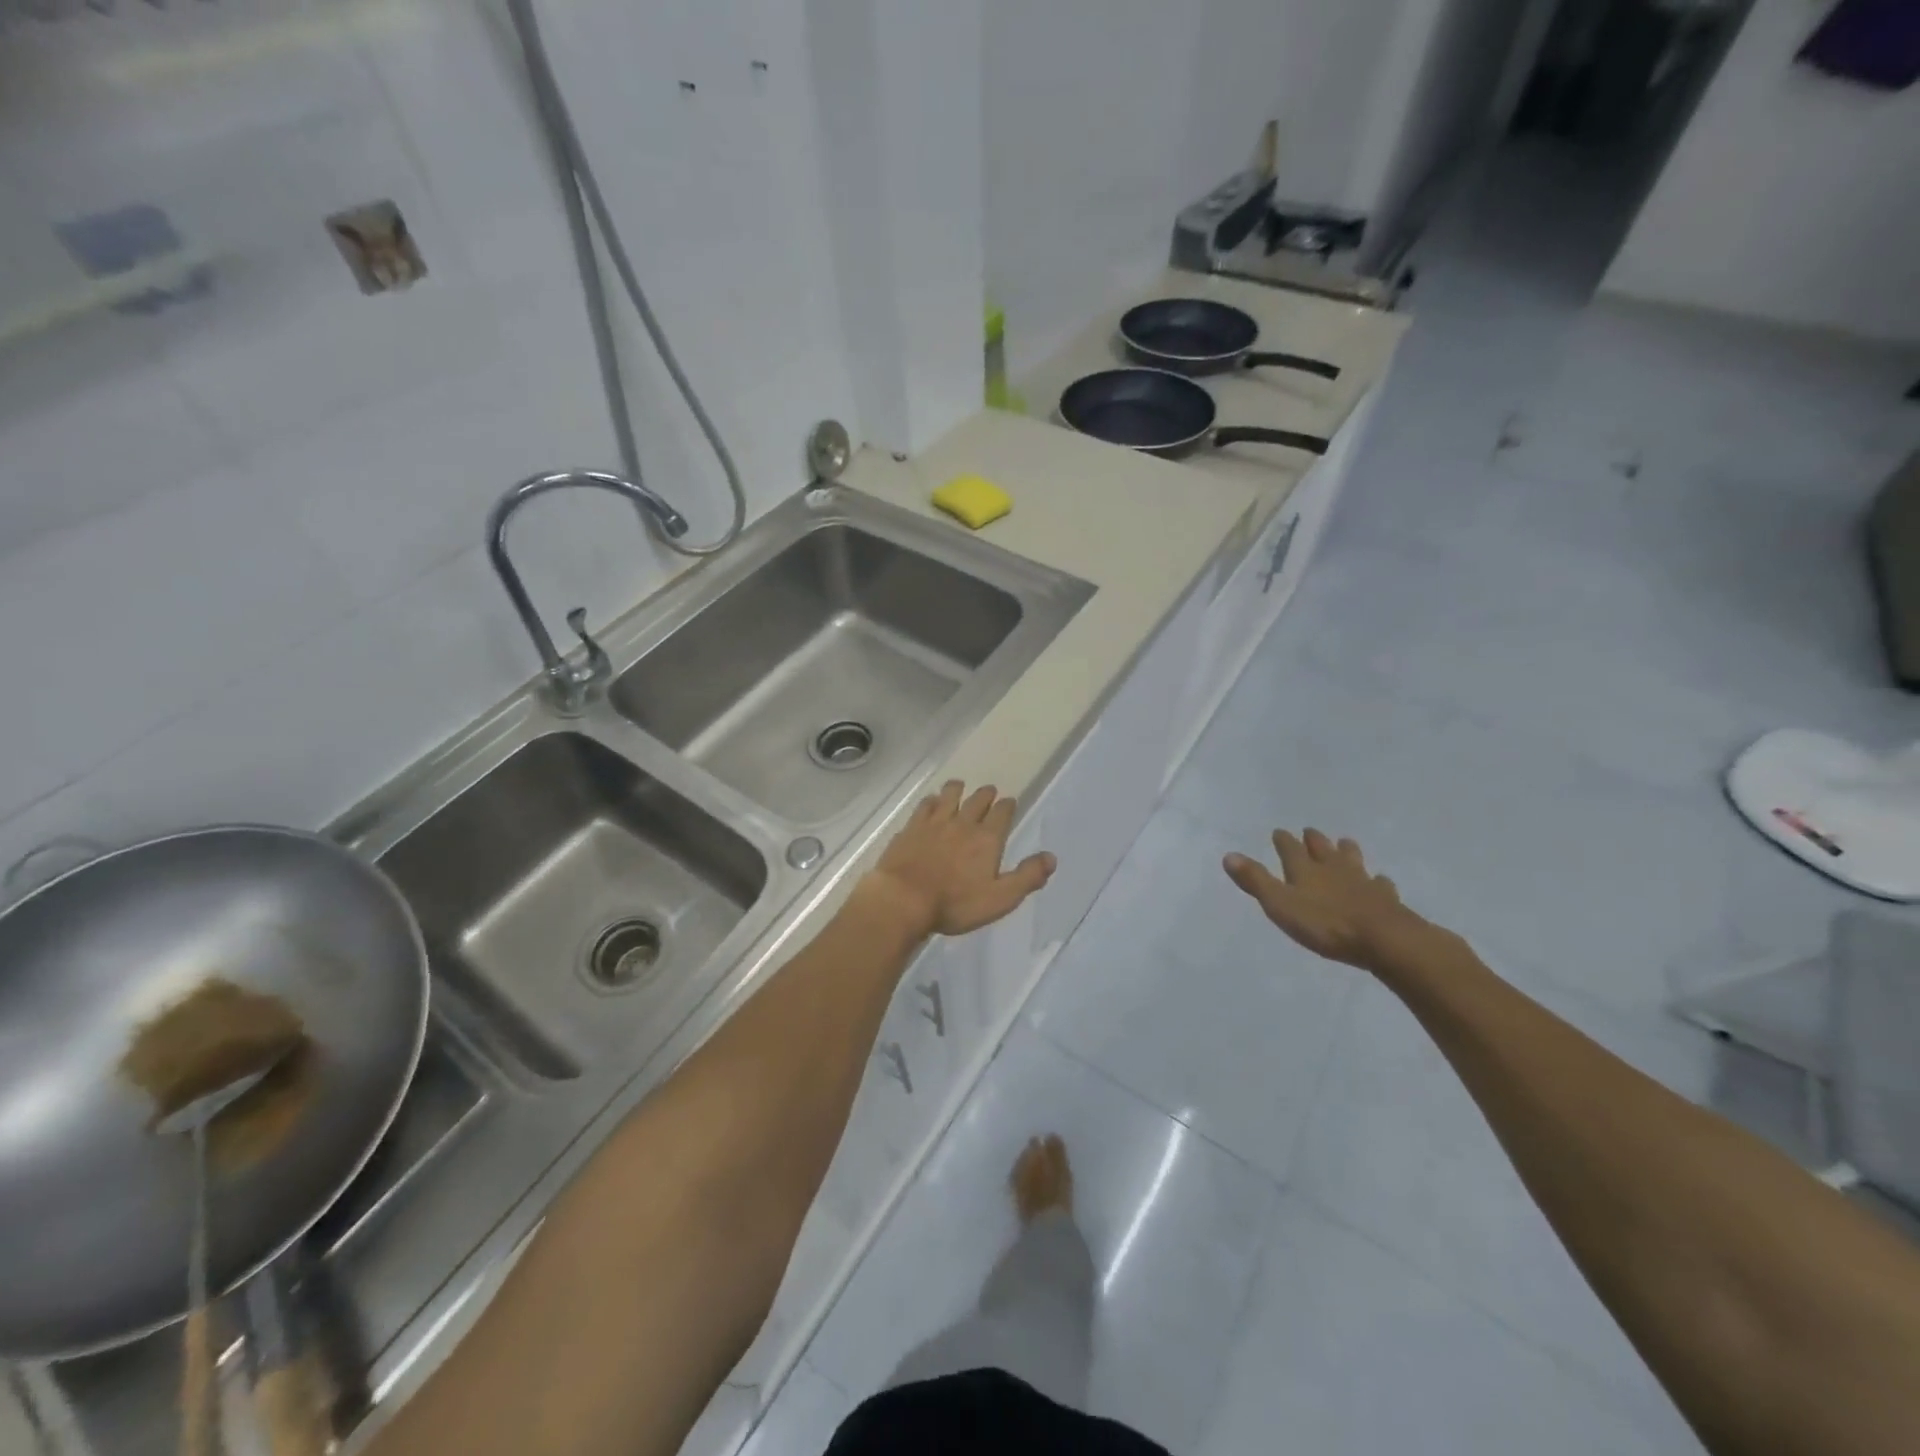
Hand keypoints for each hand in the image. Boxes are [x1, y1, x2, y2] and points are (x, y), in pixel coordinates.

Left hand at [868, 781, 1054, 937]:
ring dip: (957, 789)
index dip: (1007, 806)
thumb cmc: (955, 903)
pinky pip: (924, 806)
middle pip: (977, 801)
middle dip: (986, 795)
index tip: (1009, 802)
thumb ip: (1026, 877)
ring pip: (949, 796)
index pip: (1002, 813)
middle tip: (989, 791)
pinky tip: (931, 801)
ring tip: (959, 786)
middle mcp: (962, 823)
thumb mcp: (1000, 898)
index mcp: (987, 839)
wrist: (904, 899)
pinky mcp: (911, 828)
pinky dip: (931, 800)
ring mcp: (934, 823)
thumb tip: (1051, 857)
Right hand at [1223, 828, 1434, 973]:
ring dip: (1346, 851)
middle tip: (1310, 832)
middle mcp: (1333, 869)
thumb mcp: (1280, 904)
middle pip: (1322, 849)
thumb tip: (1229, 855)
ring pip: (1352, 860)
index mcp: (1305, 870)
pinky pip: (1380, 884)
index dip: (1283, 840)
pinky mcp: (1385, 899)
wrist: (1384, 939)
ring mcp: (1362, 882)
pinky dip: (1376, 881)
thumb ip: (1255, 881)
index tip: (1279, 832)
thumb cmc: (1325, 924)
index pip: (1290, 849)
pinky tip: (1379, 881)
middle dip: (1314, 840)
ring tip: (1345, 843)